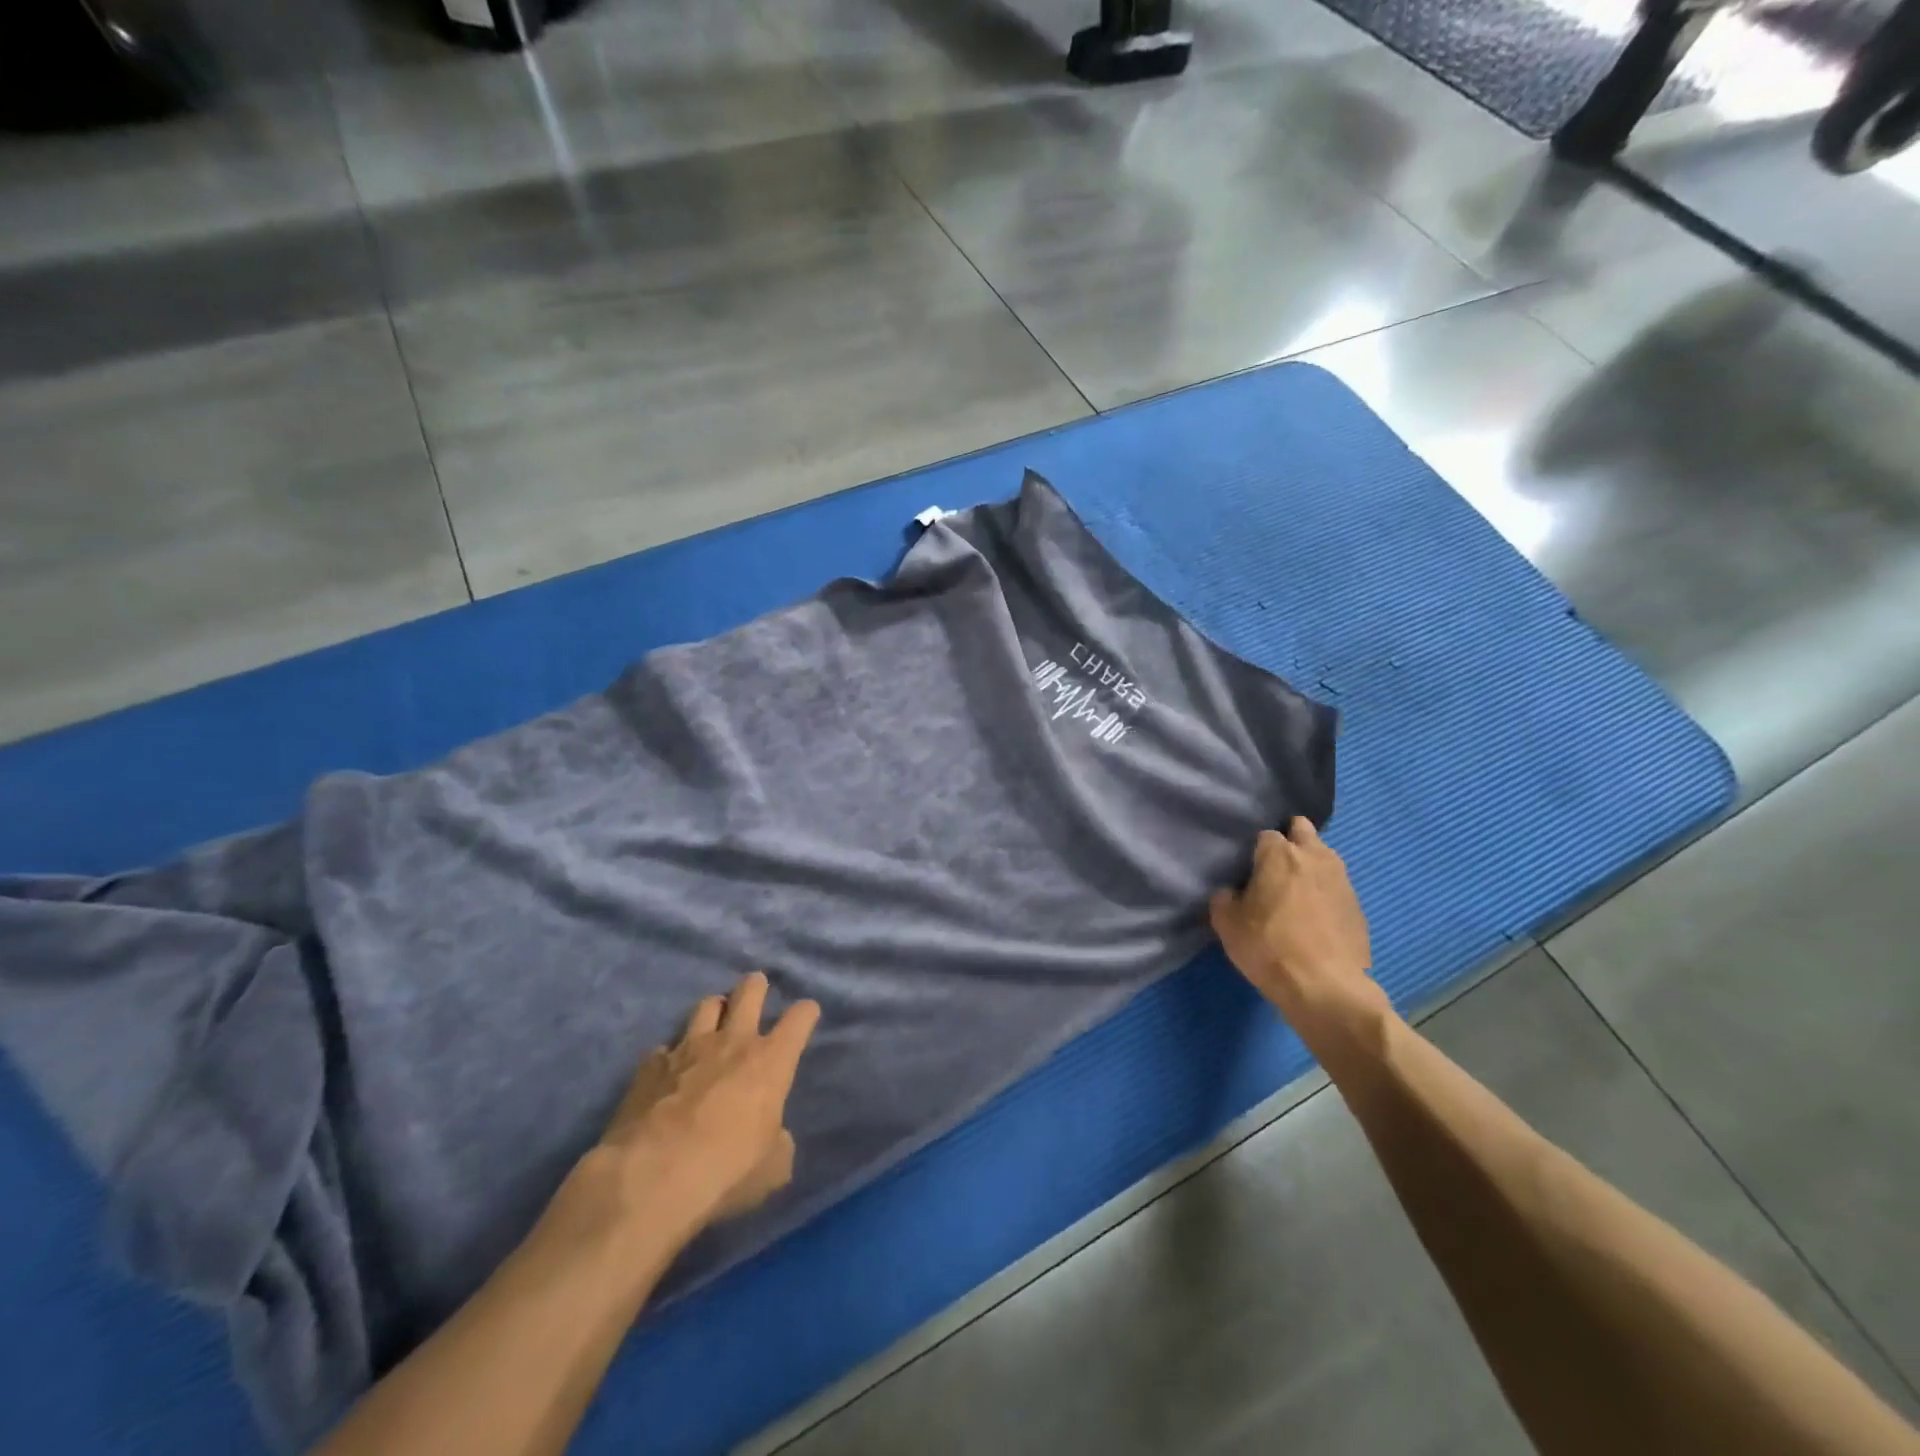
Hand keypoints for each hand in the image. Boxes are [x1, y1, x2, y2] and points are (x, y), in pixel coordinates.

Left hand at [594, 972, 820, 1238]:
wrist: (650, 1178)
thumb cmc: (726, 1171)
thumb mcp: (772, 1169)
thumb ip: (779, 1143)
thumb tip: (775, 1136)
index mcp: (770, 1061)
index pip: (800, 1018)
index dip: (806, 1013)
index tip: (807, 1015)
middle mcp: (732, 1042)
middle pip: (749, 991)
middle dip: (756, 986)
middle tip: (757, 989)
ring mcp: (687, 1048)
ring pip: (706, 1005)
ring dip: (715, 1010)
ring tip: (714, 1021)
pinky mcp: (649, 1066)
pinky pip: (664, 1048)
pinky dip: (670, 1055)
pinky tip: (668, 1071)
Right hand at [1209, 819, 1379, 1029]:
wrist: (1325, 988)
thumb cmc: (1268, 947)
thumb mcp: (1227, 924)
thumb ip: (1224, 898)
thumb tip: (1231, 893)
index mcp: (1280, 854)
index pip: (1265, 834)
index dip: (1255, 849)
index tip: (1248, 868)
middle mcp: (1315, 857)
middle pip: (1303, 830)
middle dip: (1291, 839)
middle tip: (1275, 866)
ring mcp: (1342, 881)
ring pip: (1324, 857)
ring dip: (1311, 865)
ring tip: (1296, 892)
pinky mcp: (1358, 907)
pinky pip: (1337, 888)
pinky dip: (1326, 894)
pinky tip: (1315, 918)